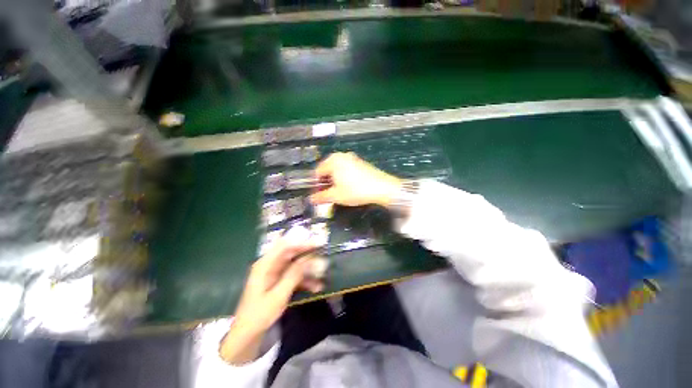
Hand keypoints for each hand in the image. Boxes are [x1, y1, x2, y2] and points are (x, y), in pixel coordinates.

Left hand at [220, 230, 321, 363]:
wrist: (247, 334)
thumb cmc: (259, 314)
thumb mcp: (278, 295)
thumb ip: (293, 275)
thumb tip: (308, 259)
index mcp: (265, 265)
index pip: (285, 246)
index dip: (301, 243)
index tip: (317, 244)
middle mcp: (270, 265)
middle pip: (291, 253)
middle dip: (307, 254)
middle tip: (323, 254)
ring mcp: (275, 273)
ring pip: (295, 265)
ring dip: (308, 269)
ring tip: (322, 274)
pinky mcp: (279, 282)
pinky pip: (294, 276)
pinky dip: (304, 279)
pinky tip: (316, 286)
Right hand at [311, 152, 401, 206]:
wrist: (382, 187)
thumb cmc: (356, 190)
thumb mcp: (336, 196)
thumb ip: (321, 197)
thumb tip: (311, 199)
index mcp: (333, 161)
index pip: (317, 172)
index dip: (317, 184)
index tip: (319, 194)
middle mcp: (341, 156)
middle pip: (327, 169)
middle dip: (326, 182)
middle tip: (329, 193)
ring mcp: (352, 158)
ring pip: (337, 169)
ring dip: (335, 180)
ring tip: (339, 191)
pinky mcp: (360, 162)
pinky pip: (346, 169)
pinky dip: (344, 177)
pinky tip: (349, 186)